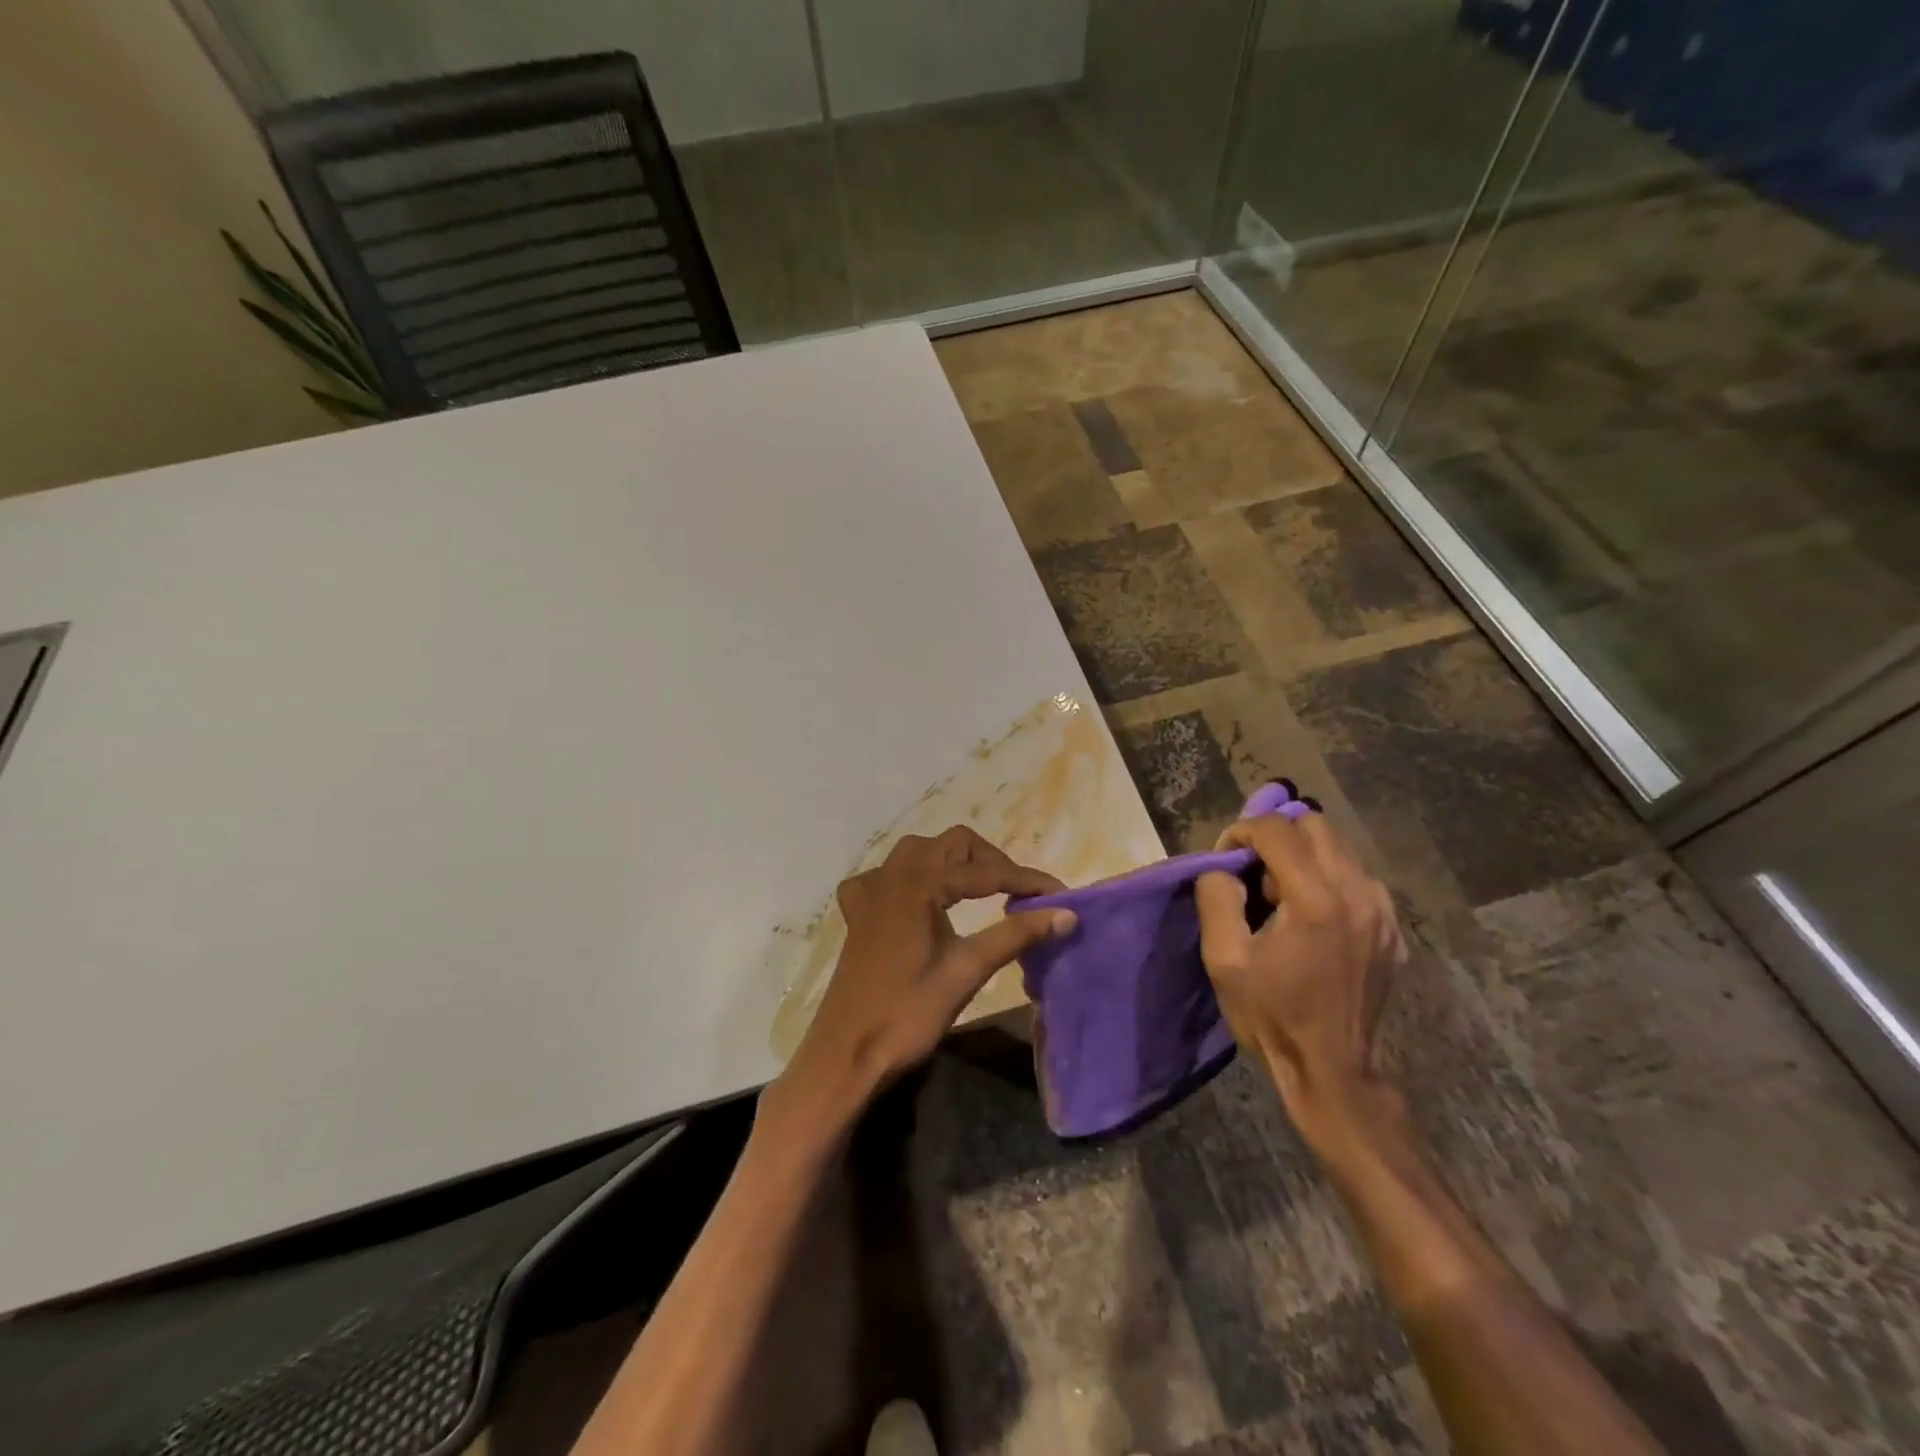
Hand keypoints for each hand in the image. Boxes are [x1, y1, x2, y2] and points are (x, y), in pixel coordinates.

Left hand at [765, 827, 1075, 1135]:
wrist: (846, 1055)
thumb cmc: (908, 1014)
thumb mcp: (967, 971)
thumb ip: (1016, 935)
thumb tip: (1067, 914)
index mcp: (919, 884)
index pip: (986, 871)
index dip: (1027, 880)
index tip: (1061, 894)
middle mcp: (892, 875)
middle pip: (952, 845)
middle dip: (991, 862)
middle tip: (1020, 894)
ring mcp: (870, 892)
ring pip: (919, 852)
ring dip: (953, 862)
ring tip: (981, 891)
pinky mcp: (858, 914)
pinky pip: (885, 876)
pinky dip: (910, 878)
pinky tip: (920, 901)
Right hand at [1195, 811, 1407, 1142]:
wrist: (1333, 1069)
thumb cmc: (1272, 1015)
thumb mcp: (1224, 958)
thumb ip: (1217, 896)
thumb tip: (1225, 868)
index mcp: (1315, 899)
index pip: (1276, 829)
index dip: (1241, 832)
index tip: (1225, 859)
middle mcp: (1357, 893)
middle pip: (1314, 824)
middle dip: (1275, 836)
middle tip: (1253, 873)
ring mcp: (1382, 910)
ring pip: (1338, 847)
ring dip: (1302, 855)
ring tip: (1281, 896)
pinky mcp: (1392, 927)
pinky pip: (1356, 877)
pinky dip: (1327, 877)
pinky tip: (1311, 915)